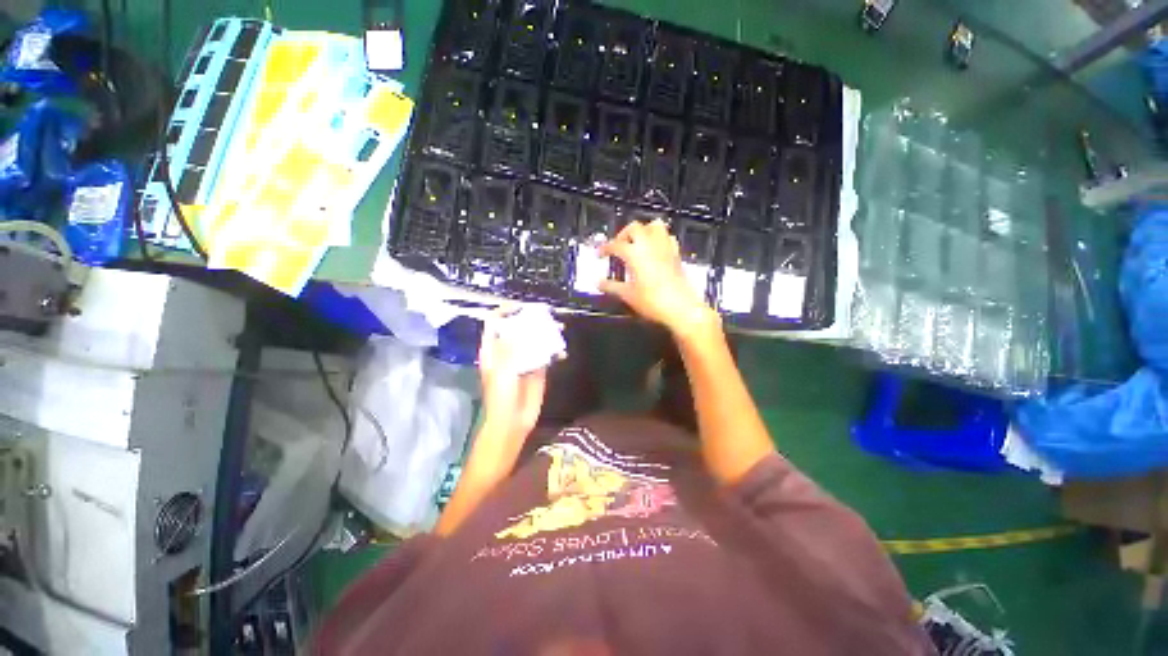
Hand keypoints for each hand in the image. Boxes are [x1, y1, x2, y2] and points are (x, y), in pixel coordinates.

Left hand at [478, 309, 548, 440]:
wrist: (513, 421)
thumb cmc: (501, 396)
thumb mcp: (502, 370)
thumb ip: (510, 348)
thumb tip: (517, 327)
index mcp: (493, 349)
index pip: (495, 323)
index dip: (505, 311)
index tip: (520, 306)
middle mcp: (508, 350)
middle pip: (517, 328)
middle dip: (529, 319)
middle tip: (544, 315)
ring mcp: (524, 358)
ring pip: (533, 339)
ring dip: (544, 332)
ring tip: (557, 328)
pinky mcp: (538, 368)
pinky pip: (546, 353)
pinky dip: (553, 349)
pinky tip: (561, 350)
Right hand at [599, 219, 718, 333]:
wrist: (681, 308)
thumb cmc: (653, 301)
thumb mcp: (628, 295)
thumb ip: (612, 287)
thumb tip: (600, 283)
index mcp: (635, 253)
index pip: (615, 244)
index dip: (605, 248)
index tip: (600, 254)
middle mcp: (650, 245)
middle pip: (634, 228)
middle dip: (623, 234)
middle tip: (618, 246)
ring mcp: (665, 248)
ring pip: (654, 226)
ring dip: (643, 231)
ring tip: (636, 243)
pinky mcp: (676, 255)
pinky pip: (667, 238)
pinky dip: (659, 239)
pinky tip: (655, 251)